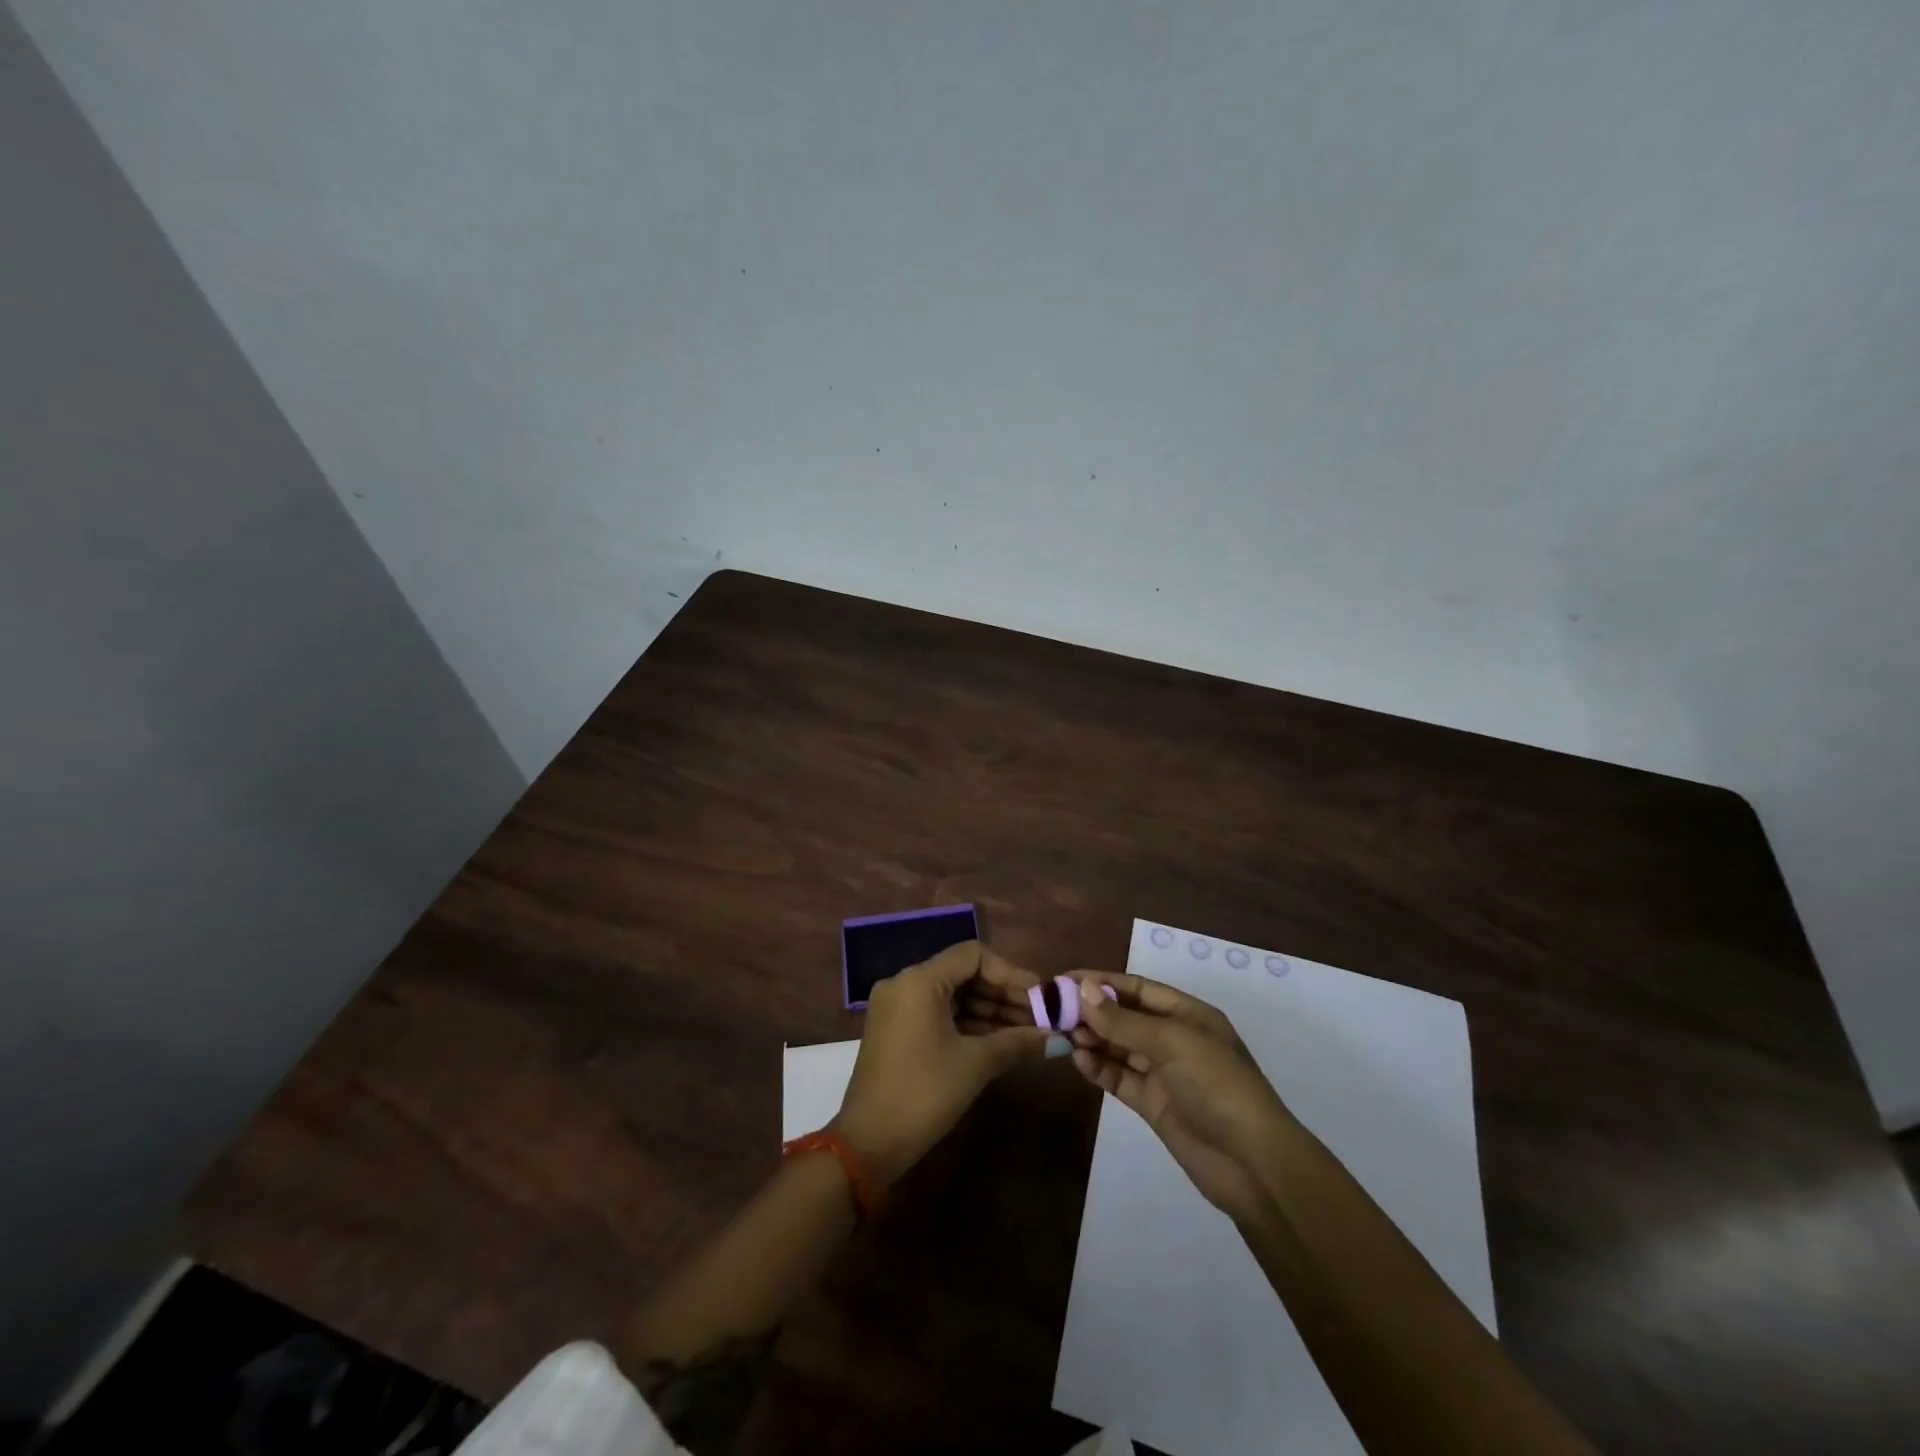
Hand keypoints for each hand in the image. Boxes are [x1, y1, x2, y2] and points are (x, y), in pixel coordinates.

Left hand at [829, 941, 1052, 1184]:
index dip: (1010, 973)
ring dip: (989, 1011)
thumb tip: (1056, 1037)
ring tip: (1028, 1032)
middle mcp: (905, 983)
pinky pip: (938, 1012)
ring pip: (953, 995)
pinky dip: (968, 1023)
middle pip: (963, 973)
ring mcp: (897, 1006)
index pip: (973, 955)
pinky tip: (1000, 1040)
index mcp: (919, 980)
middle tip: (1040, 1016)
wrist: (868, 1143)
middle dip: (1003, 994)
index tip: (1040, 995)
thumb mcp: (975, 1065)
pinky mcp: (896, 1028)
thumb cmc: (924, 1094)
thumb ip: (1016, 1042)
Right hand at [1069, 972, 1297, 1219]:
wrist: (1252, 1163)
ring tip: (1061, 1035)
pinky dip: (1099, 1068)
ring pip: (1119, 1047)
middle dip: (1092, 1011)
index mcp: (1187, 1014)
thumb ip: (1122, 1020)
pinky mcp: (1154, 1104)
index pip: (1137, 988)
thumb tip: (1082, 989)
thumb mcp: (1170, 1042)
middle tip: (1053, 1010)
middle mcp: (1174, 1038)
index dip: (1101, 981)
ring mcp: (1164, 1073)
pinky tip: (1078, 1062)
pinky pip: (1120, 1078)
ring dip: (1092, 1039)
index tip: (1064, 980)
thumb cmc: (1216, 1084)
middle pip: (1125, 1016)